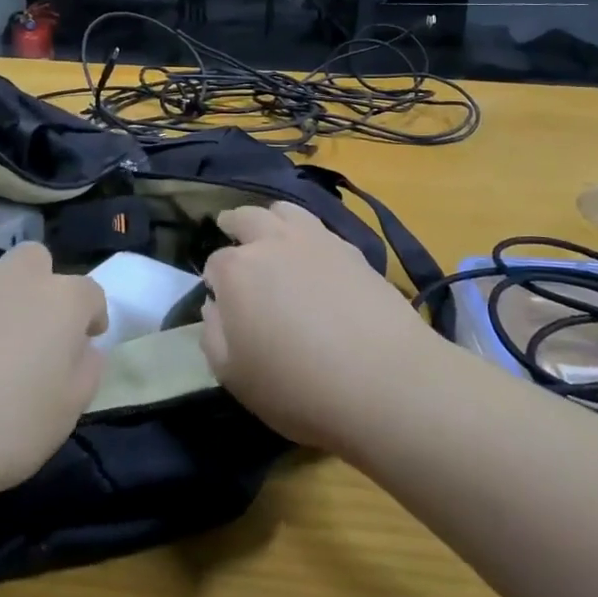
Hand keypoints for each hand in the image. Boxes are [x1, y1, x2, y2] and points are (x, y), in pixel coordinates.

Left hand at [0, 243, 106, 505]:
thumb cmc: (0, 428)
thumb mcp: (63, 416)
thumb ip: (84, 374)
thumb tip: (84, 350)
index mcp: (60, 301)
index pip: (90, 294)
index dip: (90, 316)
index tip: (84, 341)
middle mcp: (15, 278)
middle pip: (36, 263)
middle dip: (38, 288)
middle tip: (27, 335)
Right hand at [200, 202, 435, 451]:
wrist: (384, 380)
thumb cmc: (297, 386)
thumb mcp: (234, 376)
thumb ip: (213, 335)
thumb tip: (215, 307)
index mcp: (237, 270)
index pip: (215, 263)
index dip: (214, 280)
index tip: (219, 297)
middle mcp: (273, 242)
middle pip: (246, 218)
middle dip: (234, 224)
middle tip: (231, 231)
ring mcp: (316, 240)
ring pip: (285, 210)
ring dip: (271, 218)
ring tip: (271, 231)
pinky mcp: (352, 250)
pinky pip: (320, 228)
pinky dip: (307, 233)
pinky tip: (313, 254)